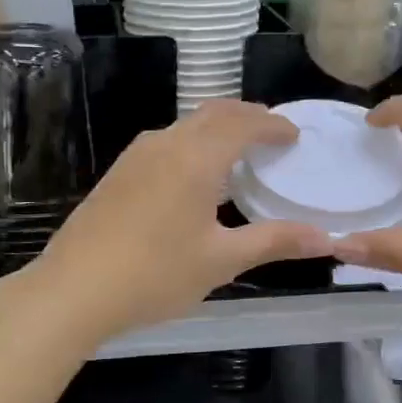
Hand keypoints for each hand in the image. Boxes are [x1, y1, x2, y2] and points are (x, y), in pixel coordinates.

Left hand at [27, 100, 332, 341]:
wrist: (74, 289)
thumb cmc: (155, 274)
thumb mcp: (221, 260)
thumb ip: (274, 242)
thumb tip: (327, 239)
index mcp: (196, 158)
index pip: (244, 123)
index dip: (273, 125)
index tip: (294, 135)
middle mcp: (166, 144)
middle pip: (214, 113)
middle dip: (247, 116)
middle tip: (271, 133)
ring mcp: (135, 156)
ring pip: (186, 125)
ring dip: (217, 128)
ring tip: (238, 150)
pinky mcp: (118, 173)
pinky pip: (166, 141)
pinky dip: (193, 143)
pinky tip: (194, 174)